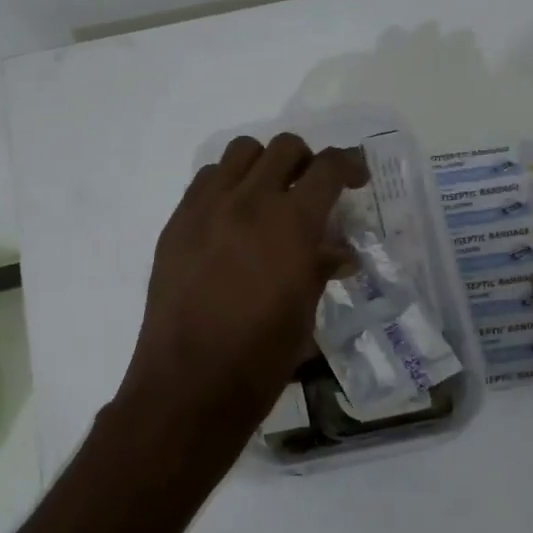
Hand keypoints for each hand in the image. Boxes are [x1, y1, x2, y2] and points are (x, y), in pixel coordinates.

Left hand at [115, 134, 366, 480]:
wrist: (188, 384)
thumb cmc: (259, 358)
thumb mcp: (305, 312)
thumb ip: (321, 267)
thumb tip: (338, 251)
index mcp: (291, 225)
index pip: (328, 168)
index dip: (349, 163)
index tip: (357, 176)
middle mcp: (249, 202)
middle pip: (283, 148)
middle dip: (306, 161)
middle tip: (311, 189)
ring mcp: (206, 209)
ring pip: (239, 152)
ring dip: (262, 165)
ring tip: (268, 196)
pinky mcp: (176, 223)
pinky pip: (205, 180)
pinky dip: (227, 184)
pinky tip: (231, 217)